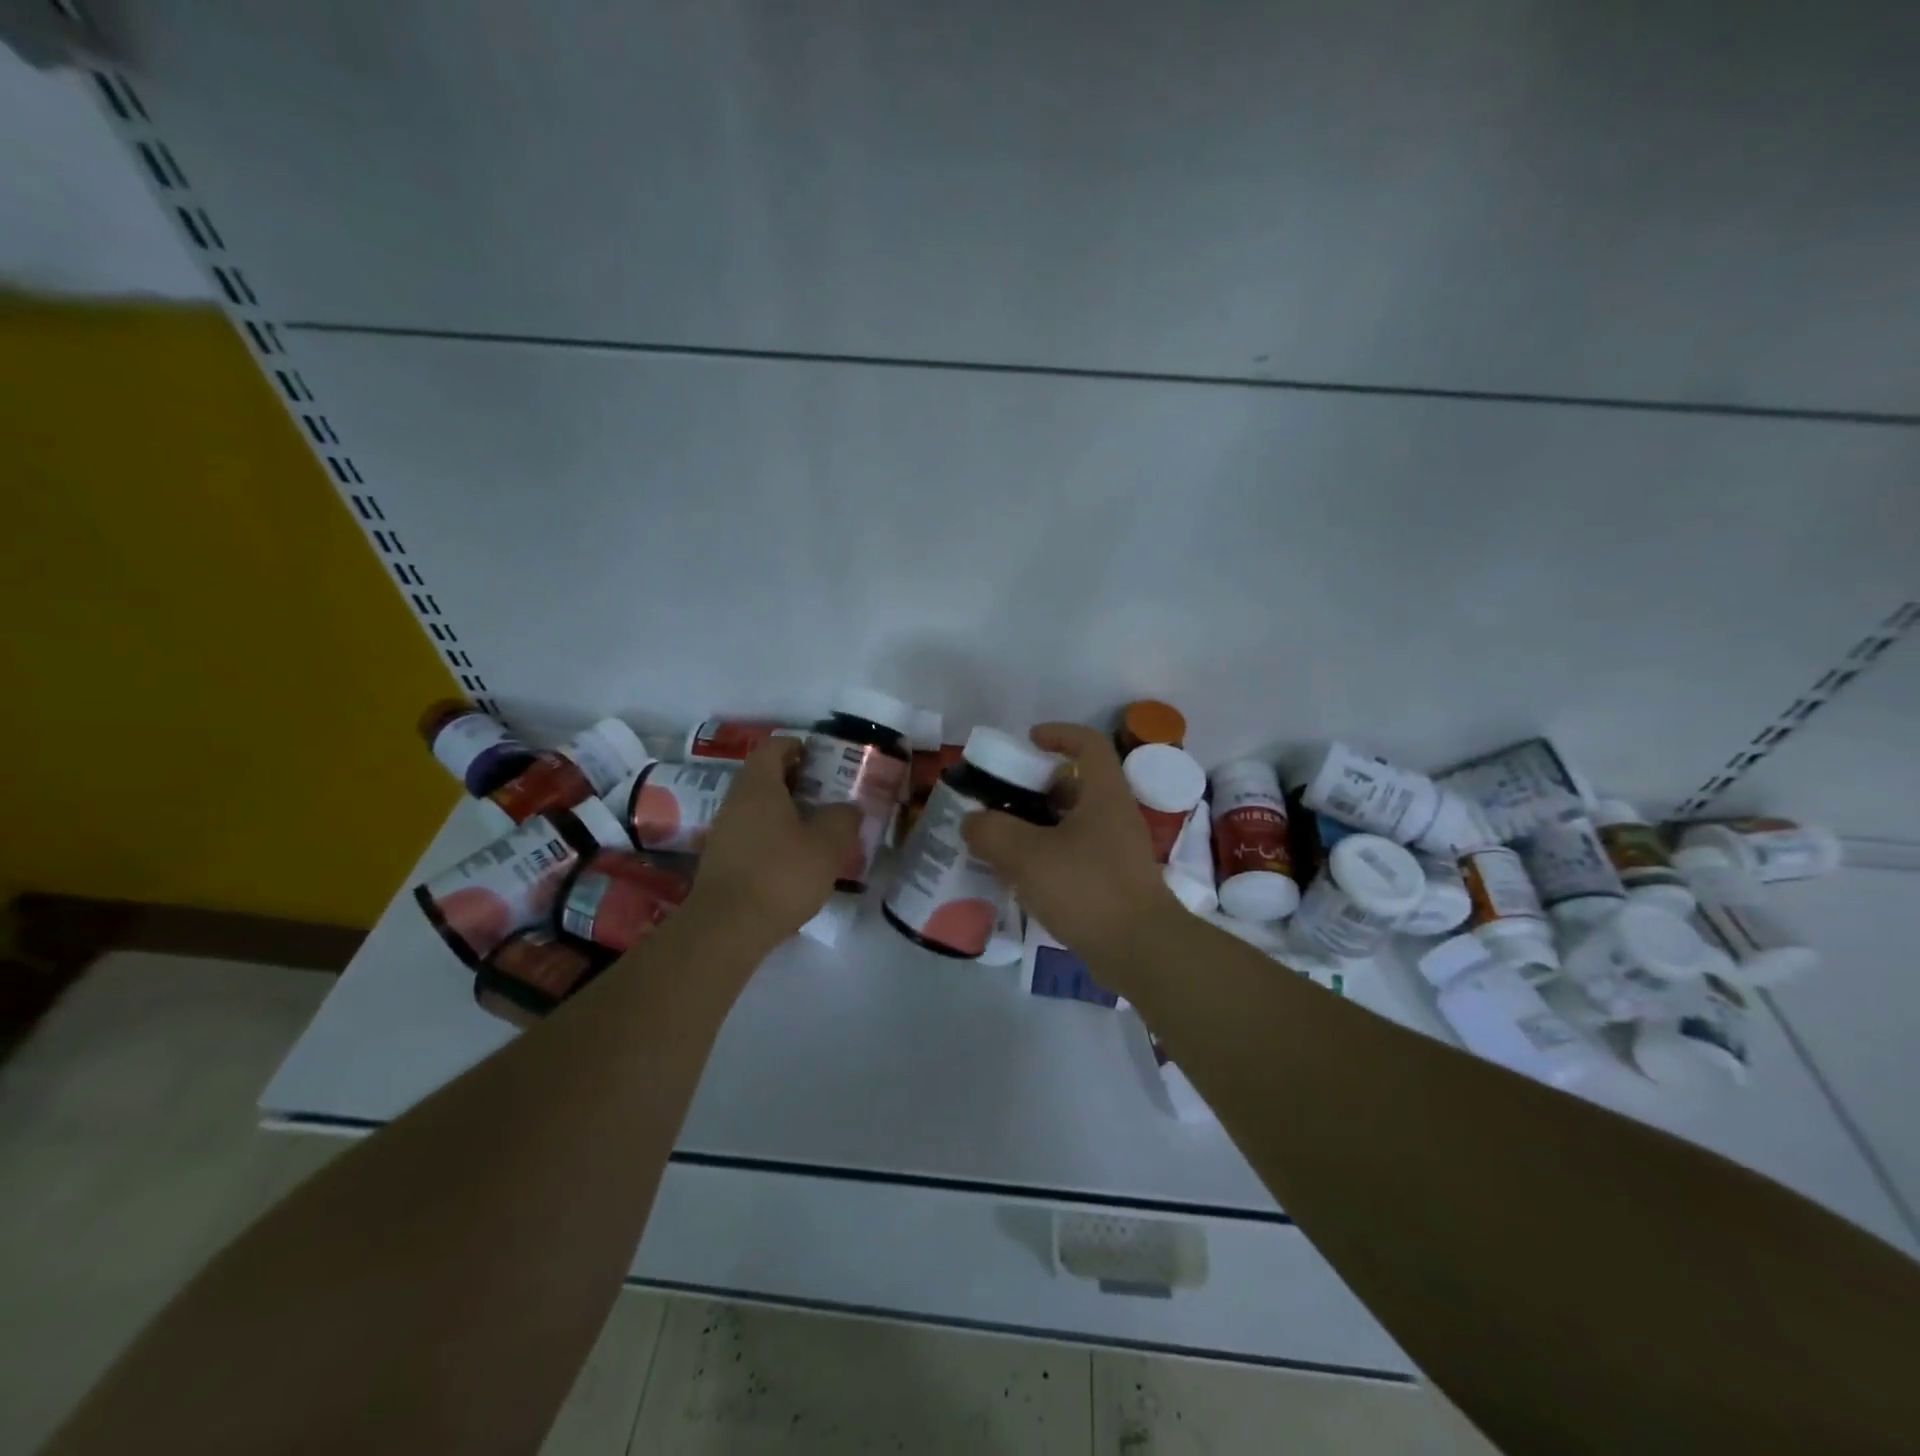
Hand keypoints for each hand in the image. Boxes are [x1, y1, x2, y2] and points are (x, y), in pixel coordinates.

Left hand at [685, 738, 860, 948]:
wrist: (727, 928)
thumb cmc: (781, 874)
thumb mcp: (827, 844)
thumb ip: (842, 818)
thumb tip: (847, 808)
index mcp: (759, 785)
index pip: (773, 747)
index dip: (797, 746)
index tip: (821, 758)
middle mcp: (735, 801)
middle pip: (764, 777)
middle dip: (795, 780)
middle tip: (826, 793)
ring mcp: (724, 832)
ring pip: (757, 808)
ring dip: (784, 811)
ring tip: (816, 827)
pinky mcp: (721, 861)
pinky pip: (750, 834)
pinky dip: (772, 835)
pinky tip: (794, 858)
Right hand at [961, 723, 1182, 967]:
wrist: (1141, 951)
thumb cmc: (1087, 888)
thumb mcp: (1028, 855)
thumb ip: (992, 832)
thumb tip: (972, 821)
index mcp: (1104, 795)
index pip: (1088, 744)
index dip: (1059, 734)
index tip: (1028, 741)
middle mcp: (1115, 816)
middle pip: (1077, 786)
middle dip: (1037, 788)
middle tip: (1002, 800)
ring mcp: (1117, 852)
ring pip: (1074, 824)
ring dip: (1039, 826)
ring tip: (1002, 841)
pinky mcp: (1113, 884)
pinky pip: (1076, 856)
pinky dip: (1048, 857)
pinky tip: (1021, 878)